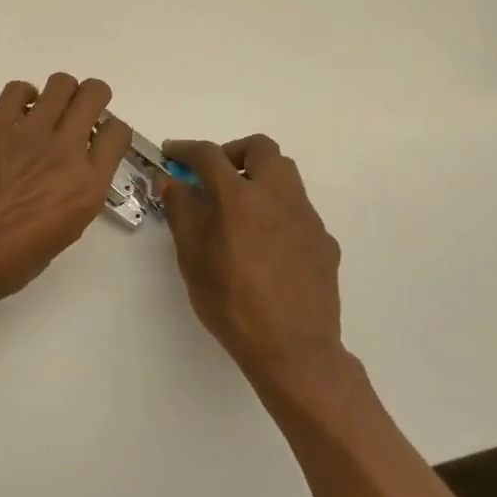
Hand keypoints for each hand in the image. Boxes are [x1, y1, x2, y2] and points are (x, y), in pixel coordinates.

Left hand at [0, 74, 130, 305]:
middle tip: (77, 111)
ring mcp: (29, 134)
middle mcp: (65, 152)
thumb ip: (72, 199)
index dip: (109, 131)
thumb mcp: (59, 237)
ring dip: (59, 93)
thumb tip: (66, 177)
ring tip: (45, 111)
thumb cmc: (3, 263)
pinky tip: (14, 114)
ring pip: (60, 84)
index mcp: (86, 187)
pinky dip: (21, 96)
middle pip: (93, 95)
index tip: (96, 138)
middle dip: (91, 97)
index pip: (117, 134)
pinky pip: (16, 90)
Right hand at [162, 136, 346, 395]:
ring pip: (285, 175)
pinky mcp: (324, 240)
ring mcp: (307, 217)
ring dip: (258, 177)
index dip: (185, 149)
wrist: (293, 348)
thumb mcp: (192, 258)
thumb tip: (173, 182)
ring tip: (238, 207)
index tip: (172, 154)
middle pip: (261, 148)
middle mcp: (277, 196)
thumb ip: (181, 212)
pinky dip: (276, 210)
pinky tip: (264, 244)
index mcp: (239, 198)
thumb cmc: (231, 302)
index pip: (209, 155)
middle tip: (214, 175)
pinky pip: (298, 209)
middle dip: (233, 152)